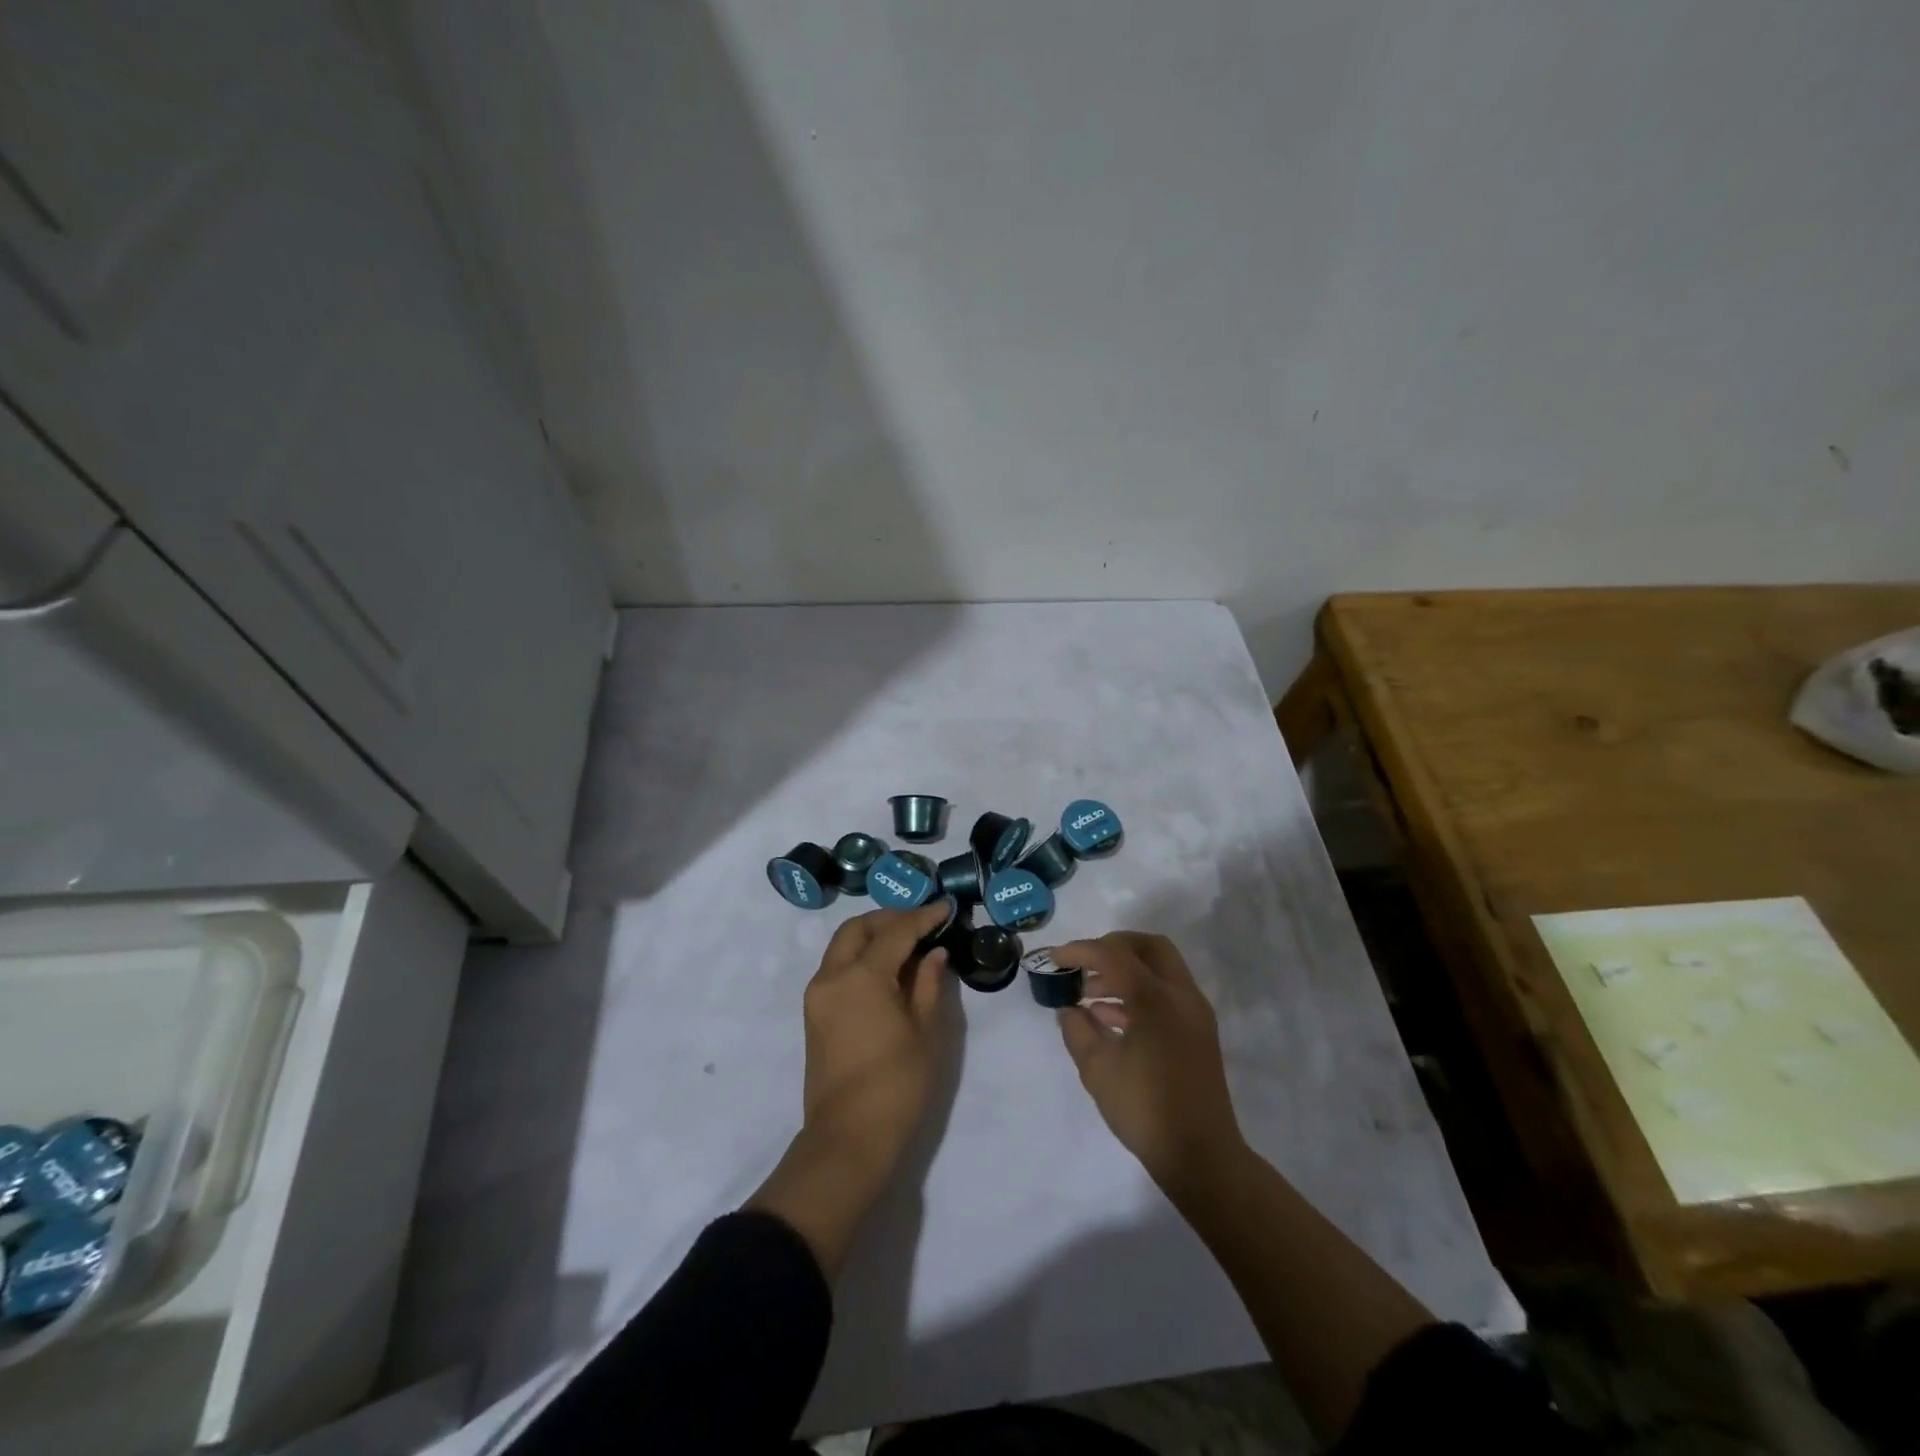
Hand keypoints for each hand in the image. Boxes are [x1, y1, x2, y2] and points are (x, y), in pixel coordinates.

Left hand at [748, 901, 955, 1274]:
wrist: (848, 1139)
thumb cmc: (897, 1085)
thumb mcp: (925, 1032)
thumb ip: (929, 984)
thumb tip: (934, 953)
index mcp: (862, 977)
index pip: (895, 932)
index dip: (922, 917)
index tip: (946, 908)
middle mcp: (832, 977)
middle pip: (858, 929)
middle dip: (890, 919)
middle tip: (922, 923)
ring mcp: (818, 995)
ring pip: (842, 946)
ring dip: (872, 936)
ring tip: (908, 945)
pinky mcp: (814, 1013)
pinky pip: (837, 968)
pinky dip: (860, 957)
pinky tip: (888, 970)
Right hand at [1053, 932, 1247, 1193]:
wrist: (1202, 1156)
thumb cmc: (1145, 1110)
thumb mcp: (1098, 1069)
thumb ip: (1077, 1029)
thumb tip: (1069, 1009)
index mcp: (1156, 998)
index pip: (1113, 954)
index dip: (1080, 951)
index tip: (1055, 960)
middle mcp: (1181, 995)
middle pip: (1148, 946)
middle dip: (1112, 947)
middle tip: (1084, 964)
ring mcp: (1194, 1012)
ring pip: (1159, 968)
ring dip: (1125, 970)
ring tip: (1089, 994)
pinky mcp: (1198, 1030)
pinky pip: (1166, 992)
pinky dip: (1139, 991)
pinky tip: (1108, 1017)